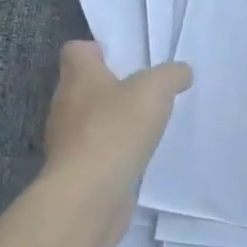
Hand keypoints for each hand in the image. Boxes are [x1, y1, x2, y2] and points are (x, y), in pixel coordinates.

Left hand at [41, 41, 191, 216]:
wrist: (89, 196)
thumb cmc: (116, 129)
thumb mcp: (155, 89)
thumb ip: (171, 75)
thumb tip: (181, 72)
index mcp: (78, 77)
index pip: (76, 51)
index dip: (97, 50)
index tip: (123, 59)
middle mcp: (65, 106)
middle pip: (84, 86)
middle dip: (111, 88)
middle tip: (144, 92)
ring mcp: (67, 142)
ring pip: (89, 122)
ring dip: (112, 122)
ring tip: (145, 126)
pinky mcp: (75, 173)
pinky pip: (95, 153)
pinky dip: (113, 153)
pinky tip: (137, 157)